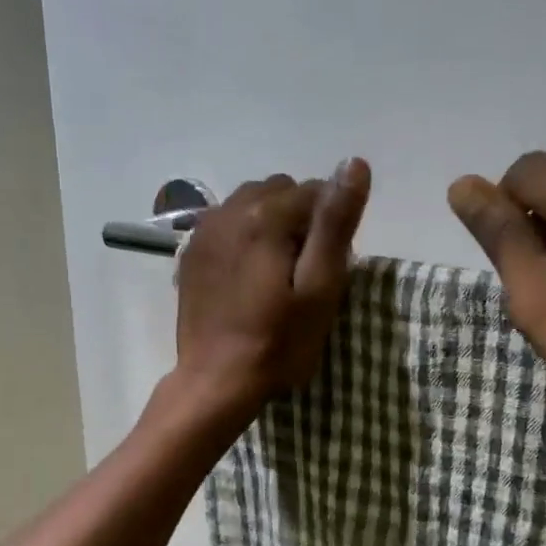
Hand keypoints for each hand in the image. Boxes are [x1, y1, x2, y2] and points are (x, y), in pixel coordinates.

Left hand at [172, 159, 371, 423]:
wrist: (216, 381)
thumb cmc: (277, 342)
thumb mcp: (320, 288)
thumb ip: (335, 224)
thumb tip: (355, 163)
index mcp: (265, 215)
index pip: (316, 191)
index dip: (331, 226)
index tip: (329, 267)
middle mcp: (229, 209)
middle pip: (281, 191)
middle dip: (300, 219)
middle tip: (304, 271)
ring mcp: (204, 230)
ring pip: (251, 204)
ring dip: (271, 224)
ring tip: (276, 272)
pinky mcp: (191, 252)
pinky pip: (226, 224)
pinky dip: (244, 237)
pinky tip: (248, 276)